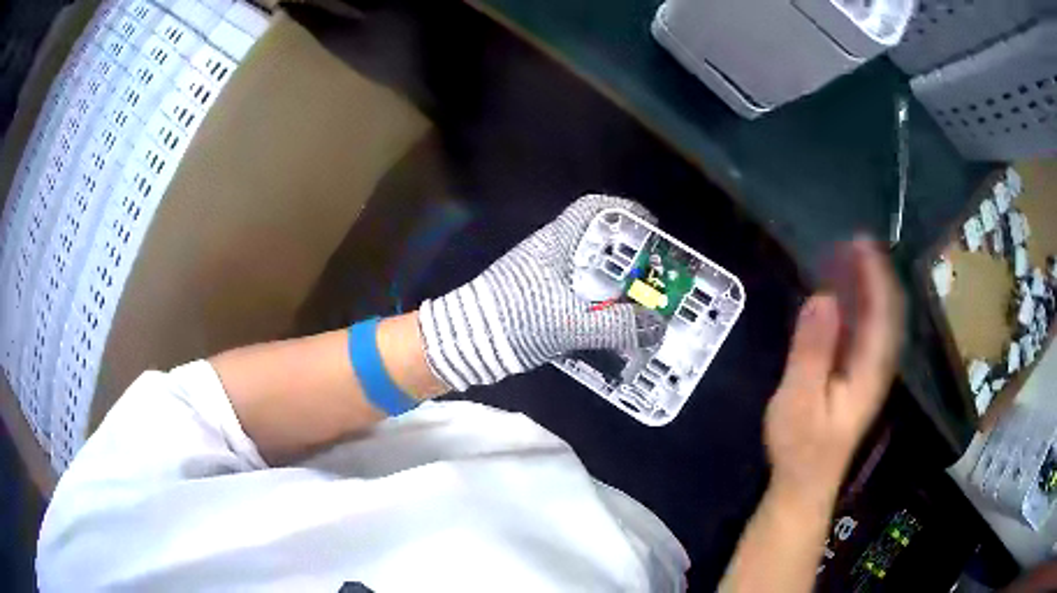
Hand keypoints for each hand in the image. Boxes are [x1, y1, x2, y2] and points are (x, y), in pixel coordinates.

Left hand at [417, 194, 653, 390]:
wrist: (467, 341)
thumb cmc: (517, 319)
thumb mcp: (571, 324)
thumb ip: (616, 326)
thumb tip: (656, 328)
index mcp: (556, 242)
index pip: (592, 208)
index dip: (625, 211)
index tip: (651, 228)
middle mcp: (550, 251)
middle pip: (596, 240)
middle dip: (628, 256)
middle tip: (652, 276)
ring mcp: (541, 273)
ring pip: (587, 268)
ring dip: (613, 283)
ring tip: (639, 303)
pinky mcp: (536, 296)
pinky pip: (576, 290)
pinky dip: (597, 301)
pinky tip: (610, 321)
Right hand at [764, 239, 903, 509]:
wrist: (806, 483)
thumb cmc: (801, 446)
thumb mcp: (799, 400)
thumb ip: (812, 350)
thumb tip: (822, 296)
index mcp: (870, 368)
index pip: (883, 310)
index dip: (875, 273)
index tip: (859, 241)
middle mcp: (878, 364)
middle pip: (887, 309)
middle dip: (873, 272)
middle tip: (849, 243)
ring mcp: (870, 371)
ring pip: (878, 318)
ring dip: (866, 285)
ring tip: (845, 258)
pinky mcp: (858, 376)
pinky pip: (865, 330)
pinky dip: (858, 305)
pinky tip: (842, 295)